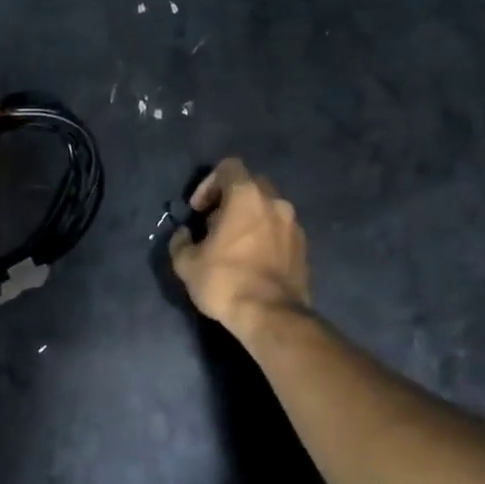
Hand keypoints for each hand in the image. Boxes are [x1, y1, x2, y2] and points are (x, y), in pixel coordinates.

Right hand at [168, 158, 310, 331]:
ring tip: (235, 245)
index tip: (199, 211)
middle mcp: (275, 202)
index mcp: (246, 196)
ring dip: (250, 218)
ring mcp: (294, 224)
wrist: (272, 316)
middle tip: (214, 225)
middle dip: (230, 199)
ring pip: (268, 208)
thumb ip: (180, 241)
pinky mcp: (304, 247)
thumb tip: (184, 234)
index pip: (229, 167)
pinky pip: (280, 230)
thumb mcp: (187, 263)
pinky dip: (266, 236)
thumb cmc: (225, 281)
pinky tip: (254, 260)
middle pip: (251, 184)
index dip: (209, 184)